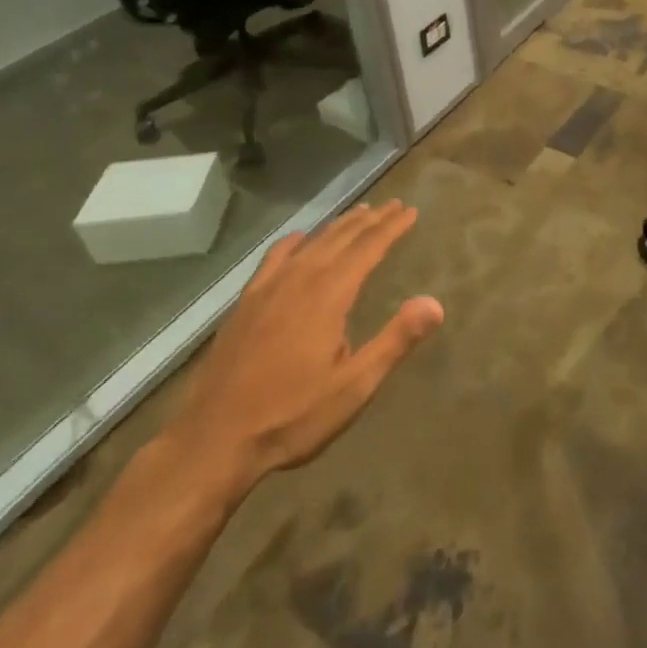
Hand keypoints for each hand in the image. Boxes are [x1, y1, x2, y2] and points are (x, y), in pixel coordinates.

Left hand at [165, 201, 442, 498]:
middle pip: (341, 238)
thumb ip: (395, 341)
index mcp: (329, 295)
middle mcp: (299, 280)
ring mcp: (267, 289)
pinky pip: (275, 257)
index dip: (391, 228)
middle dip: (370, 220)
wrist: (212, 442)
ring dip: (338, 226)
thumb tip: (435, 303)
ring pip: (311, 243)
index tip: (410, 211)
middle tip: (392, 206)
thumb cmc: (291, 417)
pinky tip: (300, 240)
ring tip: (359, 214)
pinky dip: (295, 241)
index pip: (368, 248)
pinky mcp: (245, 303)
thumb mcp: (354, 387)